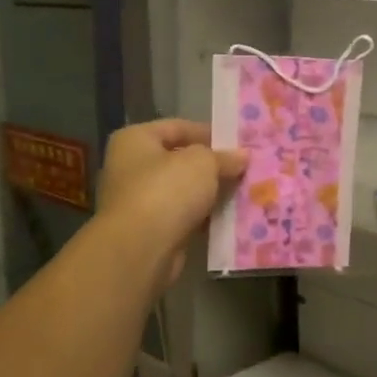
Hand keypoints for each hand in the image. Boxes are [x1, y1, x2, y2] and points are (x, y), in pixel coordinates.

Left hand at [95, 119, 245, 287]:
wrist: (140, 249)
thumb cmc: (167, 190)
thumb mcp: (203, 163)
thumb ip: (224, 157)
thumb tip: (243, 156)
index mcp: (135, 140)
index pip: (177, 127)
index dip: (208, 132)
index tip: (237, 143)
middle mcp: (131, 167)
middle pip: (180, 160)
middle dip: (212, 166)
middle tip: (245, 168)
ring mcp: (138, 201)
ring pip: (183, 191)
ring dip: (210, 193)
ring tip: (243, 191)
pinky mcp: (149, 230)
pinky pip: (183, 216)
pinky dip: (203, 217)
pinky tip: (229, 217)